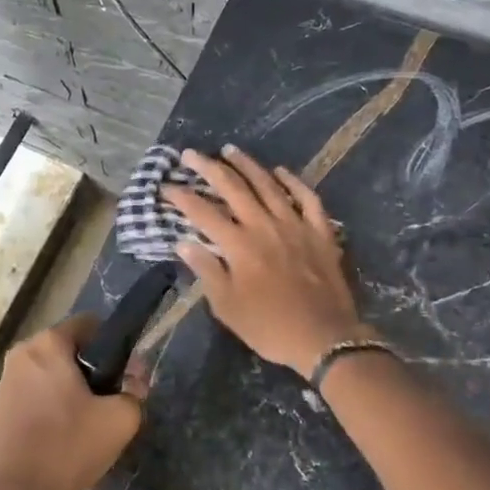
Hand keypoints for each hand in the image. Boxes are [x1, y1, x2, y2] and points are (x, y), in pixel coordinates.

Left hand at [0, 315, 147, 489]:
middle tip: (111, 409)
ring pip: (55, 376)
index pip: (92, 325)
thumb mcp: (116, 423)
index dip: (117, 348)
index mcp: (49, 343)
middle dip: (96, 375)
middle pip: (73, 352)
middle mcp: (24, 352)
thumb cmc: (61, 450)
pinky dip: (54, 410)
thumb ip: (134, 393)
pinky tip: (63, 443)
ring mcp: (7, 380)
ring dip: (75, 396)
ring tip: (88, 430)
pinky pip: (37, 396)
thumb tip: (135, 378)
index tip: (126, 380)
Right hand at [163, 146, 370, 377]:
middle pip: (232, 187)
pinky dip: (293, 182)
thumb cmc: (269, 327)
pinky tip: (281, 171)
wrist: (324, 338)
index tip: (166, 187)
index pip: (202, 212)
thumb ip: (206, 270)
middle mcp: (264, 225)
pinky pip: (307, 198)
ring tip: (230, 150)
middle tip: (191, 154)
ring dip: (247, 165)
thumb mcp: (227, 306)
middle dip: (208, 168)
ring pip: (268, 185)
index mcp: (239, 245)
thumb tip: (184, 242)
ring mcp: (295, 225)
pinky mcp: (320, 232)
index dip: (181, 197)